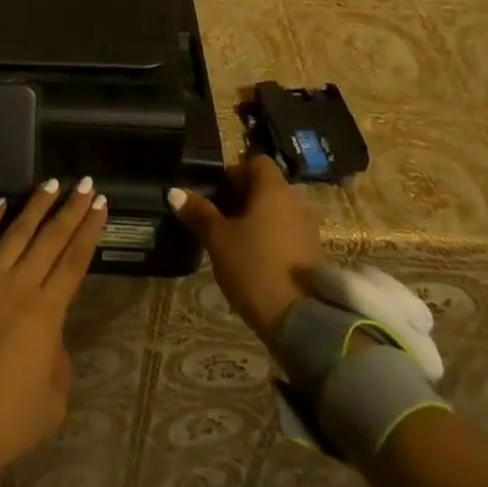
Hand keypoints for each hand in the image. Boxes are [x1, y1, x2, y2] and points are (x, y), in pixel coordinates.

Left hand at [0, 179, 107, 475]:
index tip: (101, 205)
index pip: (74, 261)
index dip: (89, 231)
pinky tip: (1, 202)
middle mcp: (19, 285)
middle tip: (86, 184)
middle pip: (50, 239)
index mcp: (46, 313)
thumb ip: (58, 361)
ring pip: (16, 231)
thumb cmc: (4, 420)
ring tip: (52, 183)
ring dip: (36, 206)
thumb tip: (50, 337)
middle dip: (71, 209)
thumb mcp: (51, 402)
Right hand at [168, 157, 324, 343]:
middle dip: (242, 197)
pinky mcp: (313, 257)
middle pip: (267, 188)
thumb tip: (174, 191)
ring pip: (277, 213)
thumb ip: (198, 212)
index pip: (256, 163)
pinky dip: (270, 239)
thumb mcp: (218, 240)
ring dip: (256, 220)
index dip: (234, 171)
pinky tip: (252, 261)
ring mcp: (308, 231)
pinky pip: (287, 235)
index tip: (215, 191)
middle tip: (216, 216)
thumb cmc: (254, 268)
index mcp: (273, 191)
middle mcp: (295, 204)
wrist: (302, 323)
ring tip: (231, 240)